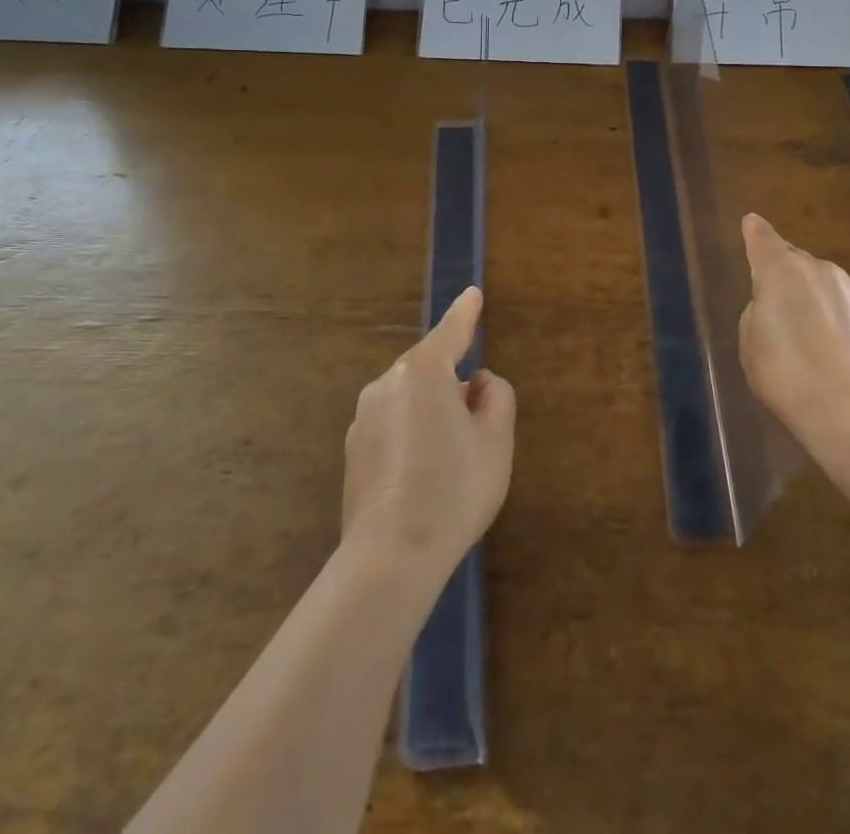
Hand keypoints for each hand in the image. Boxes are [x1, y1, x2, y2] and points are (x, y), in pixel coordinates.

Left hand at [342, 287, 514, 574]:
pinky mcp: (353, 450)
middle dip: (454, 384)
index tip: (473, 293)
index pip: (451, 331)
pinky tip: (423, 477)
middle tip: (477, 426)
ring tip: (451, 461)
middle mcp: (386, 384)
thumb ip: (496, 397)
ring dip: (432, 412)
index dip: (466, 312)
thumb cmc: (454, 489)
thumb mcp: (495, 441)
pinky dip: (411, 435)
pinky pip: (392, 425)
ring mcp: (363, 418)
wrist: (391, 556)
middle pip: (429, 370)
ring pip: (410, 399)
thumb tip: (477, 384)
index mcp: (423, 372)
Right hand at [739, 215, 849, 453]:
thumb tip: (774, 306)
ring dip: (816, 302)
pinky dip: (840, 323)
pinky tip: (838, 356)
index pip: (763, 239)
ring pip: (826, 287)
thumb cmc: (787, 374)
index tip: (752, 224)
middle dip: (787, 277)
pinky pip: (849, 311)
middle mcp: (819, 270)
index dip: (755, 232)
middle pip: (797, 263)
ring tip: (810, 340)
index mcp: (779, 271)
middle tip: (778, 306)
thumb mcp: (751, 345)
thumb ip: (759, 314)